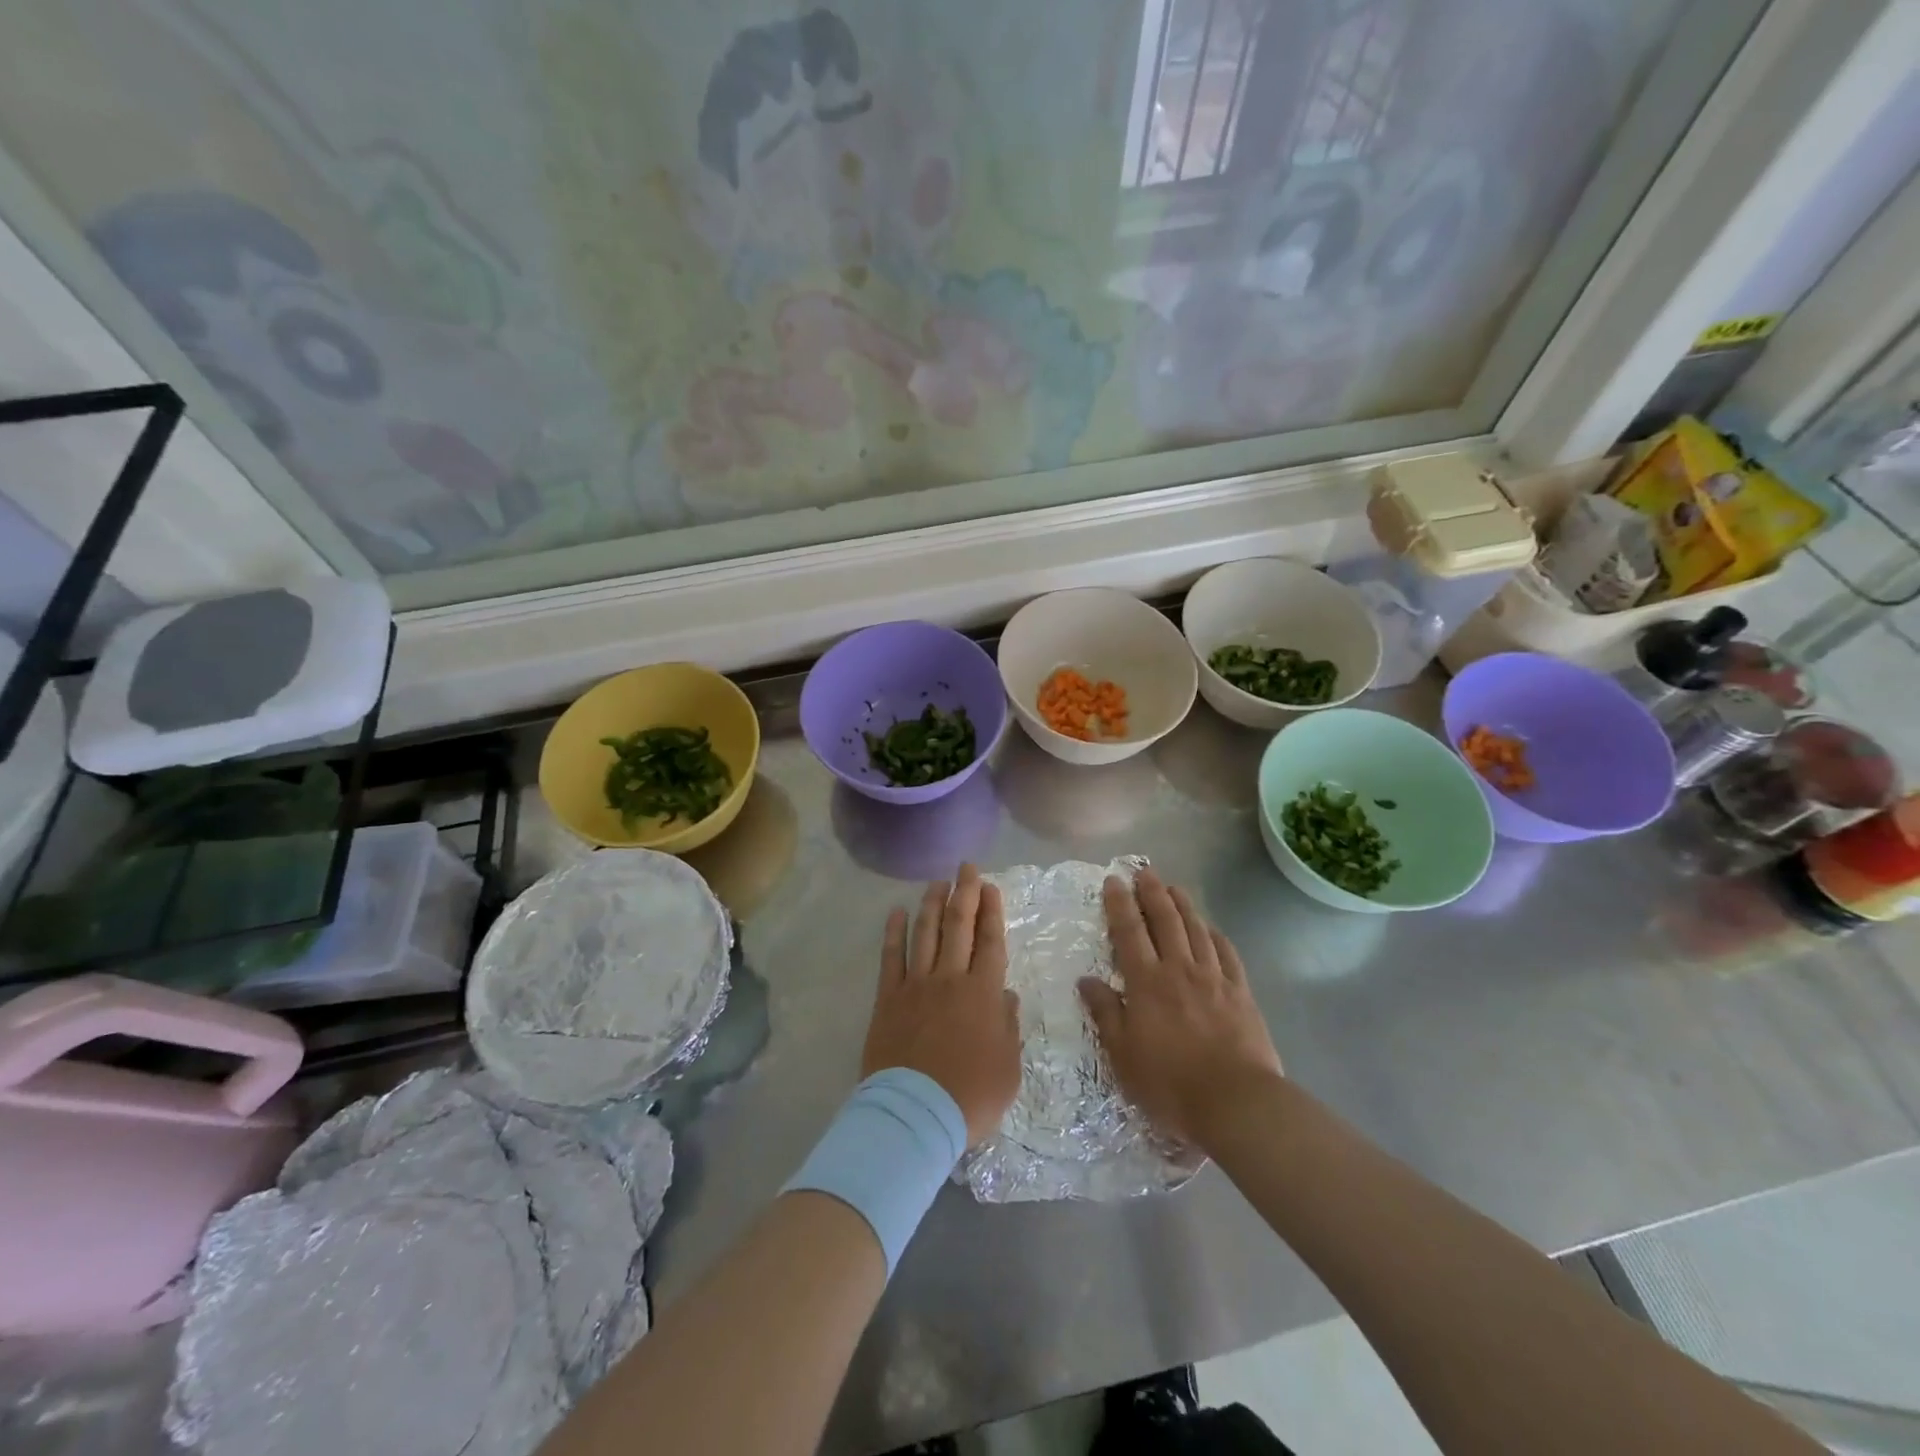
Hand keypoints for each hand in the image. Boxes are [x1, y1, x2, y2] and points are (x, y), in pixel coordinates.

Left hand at [862, 864, 1021, 1146]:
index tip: (991, 887)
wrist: (916, 1115)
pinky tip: (895, 912)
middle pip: (958, 926)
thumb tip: (1005, 995)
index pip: (990, 942)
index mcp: (983, 993)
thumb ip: (1008, 1026)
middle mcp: (950, 979)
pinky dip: (893, 933)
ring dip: (932, 904)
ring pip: (925, 933)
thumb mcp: (1009, 1067)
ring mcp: (915, 985)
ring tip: (937, 882)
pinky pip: (890, 957)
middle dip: (964, 893)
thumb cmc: (971, 1096)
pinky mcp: (888, 998)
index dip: (991, 912)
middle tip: (967, 868)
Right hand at [1078, 868, 1282, 1148]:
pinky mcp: (1241, 993)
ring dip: (1184, 905)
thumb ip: (1106, 1013)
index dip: (1120, 904)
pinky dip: (1216, 935)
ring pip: (1196, 930)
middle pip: (1165, 921)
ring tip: (1174, 887)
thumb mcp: (1123, 1054)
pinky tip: (1211, 928)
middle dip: (1152, 893)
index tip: (1114, 880)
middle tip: (1144, 872)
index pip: (1129, 932)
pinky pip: (1227, 954)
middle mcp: (1179, 970)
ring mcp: (1214, 979)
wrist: (1236, 1101)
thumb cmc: (1170, 1082)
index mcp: (1147, 982)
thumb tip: (1086, 980)